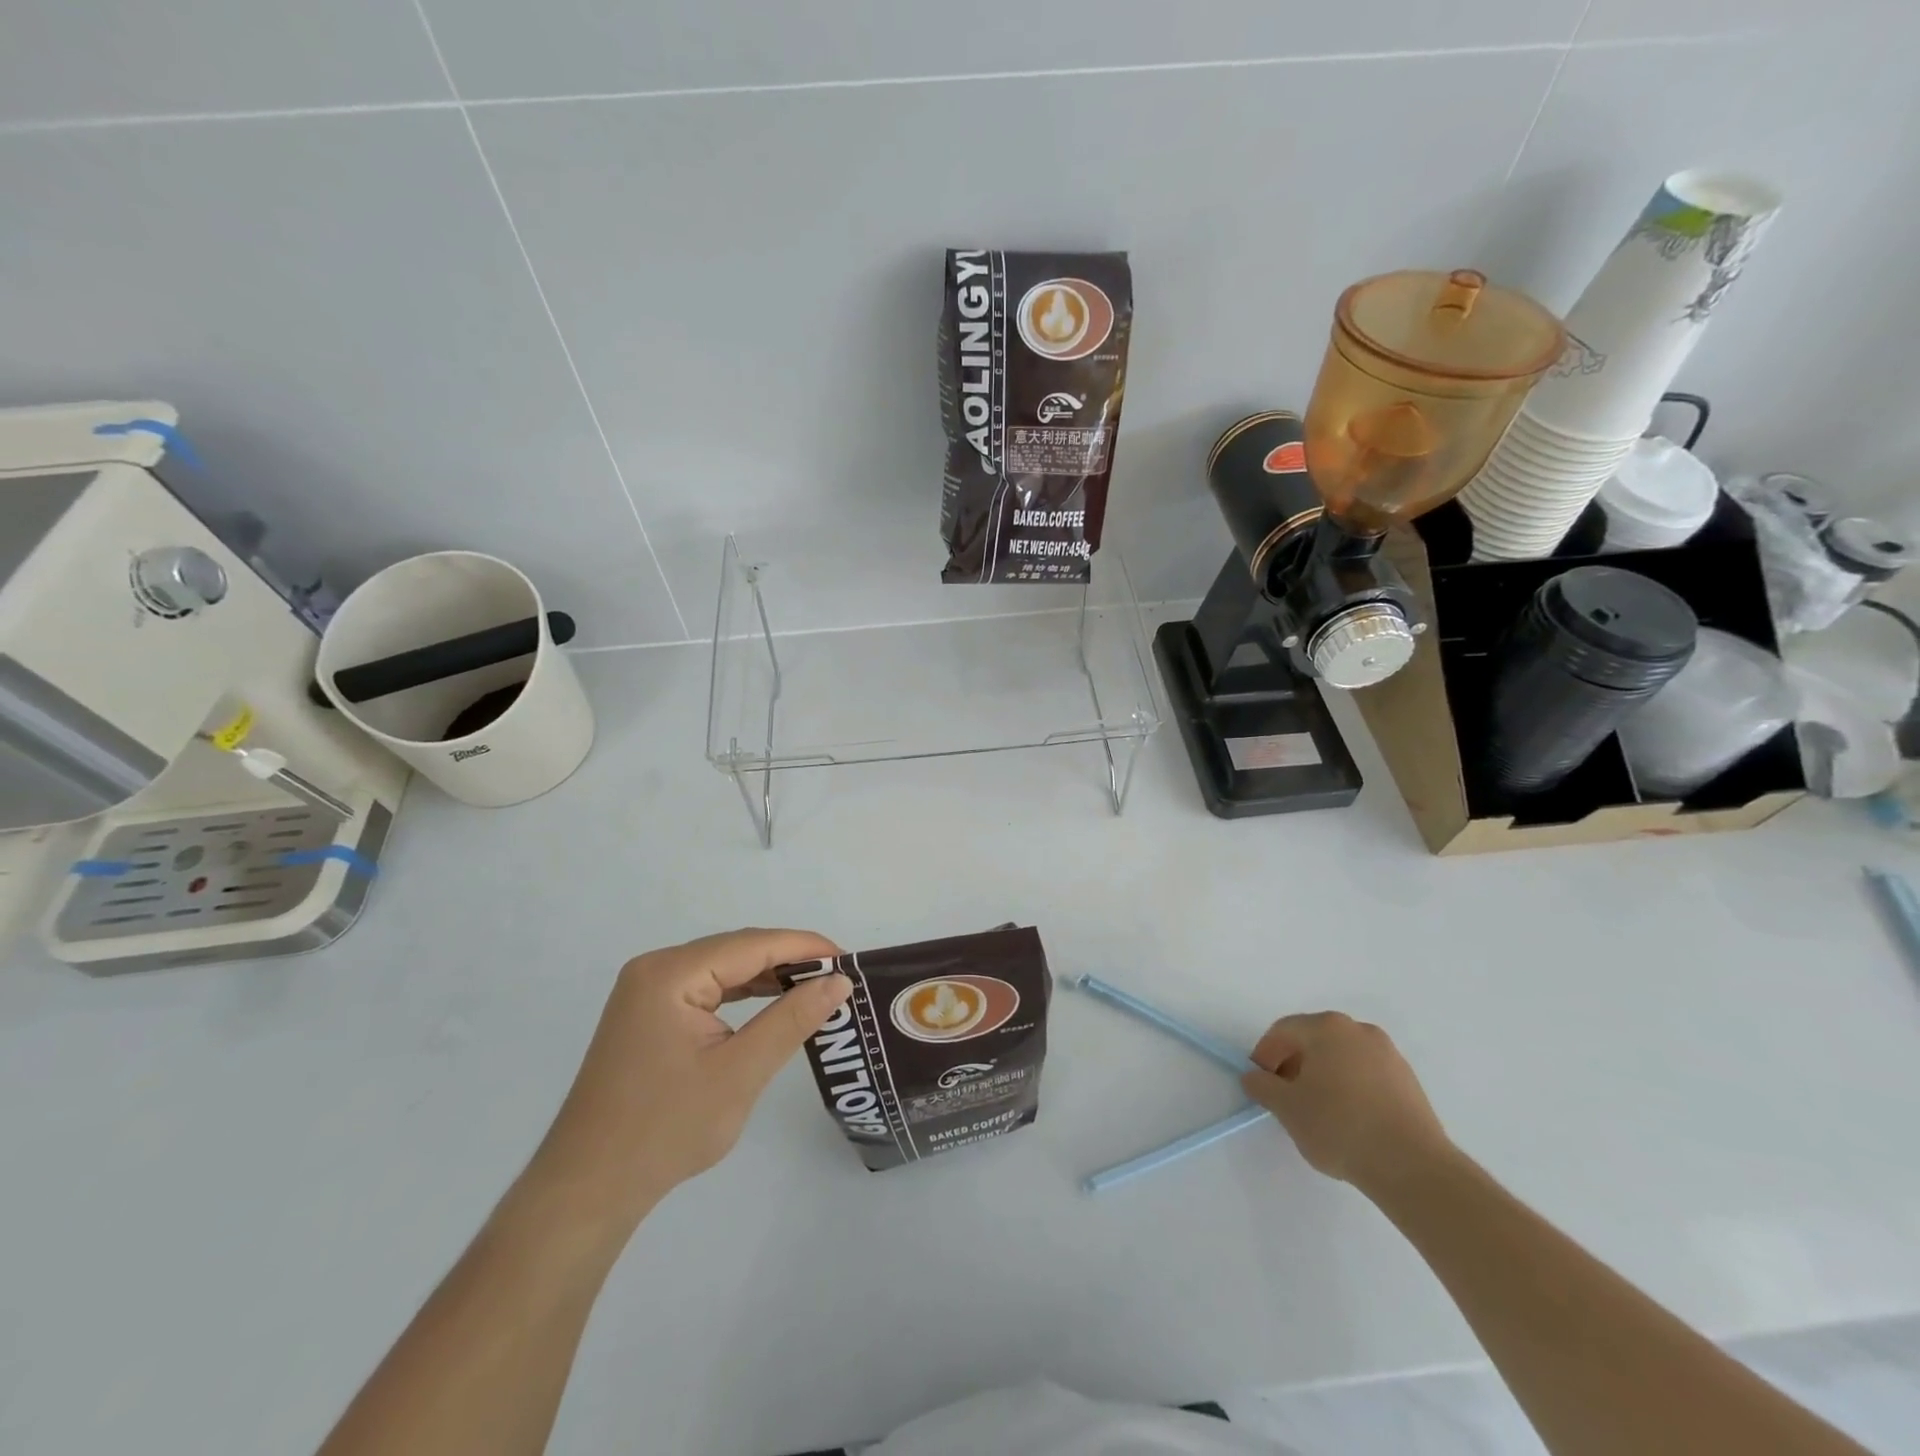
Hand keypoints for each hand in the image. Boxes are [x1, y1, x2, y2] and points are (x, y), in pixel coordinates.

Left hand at [533, 929, 850, 1227]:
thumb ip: (792, 1019)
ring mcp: (648, 991)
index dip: (805, 946)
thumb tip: (838, 981)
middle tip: (838, 978)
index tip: (850, 960)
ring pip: (723, 968)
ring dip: (768, 978)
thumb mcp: (740, 1072)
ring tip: (815, 990)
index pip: (752, 944)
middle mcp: (656, 969)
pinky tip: (772, 1006)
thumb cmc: (665, 1130)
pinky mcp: (649, 1014)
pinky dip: (742, 995)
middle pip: (737, 950)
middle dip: (789, 961)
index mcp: (671, 973)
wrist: (588, 1189)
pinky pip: (707, 989)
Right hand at [1241, 1012, 1453, 1196]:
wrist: (1413, 1167)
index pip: (1283, 1031)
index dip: (1265, 1055)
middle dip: (1294, 1064)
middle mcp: (1359, 1030)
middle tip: (1286, 1097)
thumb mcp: (1287, 1108)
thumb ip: (1262, 1086)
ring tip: (1318, 1112)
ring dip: (1323, 1076)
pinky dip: (1351, 1088)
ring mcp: (1388, 1054)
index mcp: (1327, 1027)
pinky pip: (1366, 1075)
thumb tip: (1254, 1077)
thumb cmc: (1340, 1127)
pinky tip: (1349, 1120)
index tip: (1261, 1083)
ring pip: (1342, 1057)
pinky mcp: (1409, 1081)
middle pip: (1314, 1040)